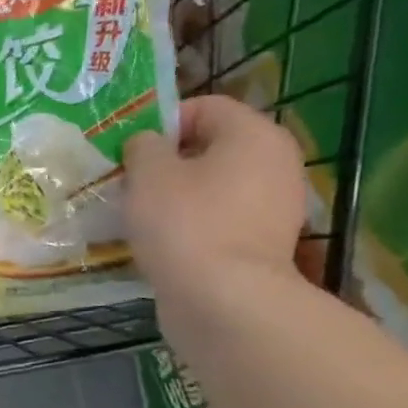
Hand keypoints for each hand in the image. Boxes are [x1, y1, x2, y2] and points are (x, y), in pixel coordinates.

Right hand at [123, 96, 307, 306]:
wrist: (222, 299)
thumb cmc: (184, 223)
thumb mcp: (148, 174)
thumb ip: (143, 147)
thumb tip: (147, 143)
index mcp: (254, 134)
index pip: (204, 107)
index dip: (162, 123)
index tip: (131, 153)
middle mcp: (276, 162)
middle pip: (212, 148)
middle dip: (170, 163)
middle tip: (133, 186)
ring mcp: (276, 206)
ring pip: (216, 187)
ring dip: (180, 197)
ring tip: (144, 218)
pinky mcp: (264, 244)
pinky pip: (222, 220)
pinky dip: (195, 226)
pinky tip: (167, 245)